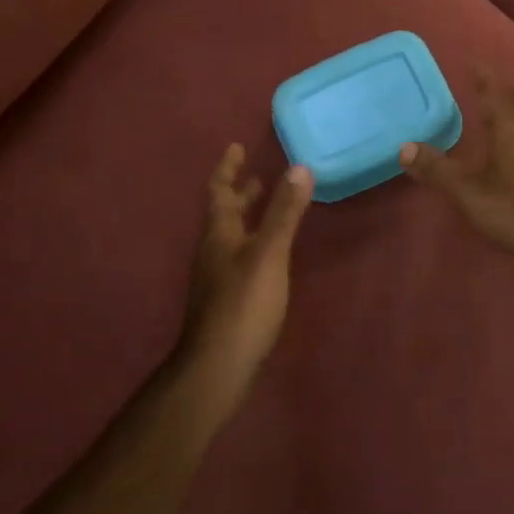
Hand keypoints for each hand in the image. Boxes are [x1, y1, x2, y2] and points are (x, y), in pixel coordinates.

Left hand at [176, 145, 313, 412]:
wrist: (217, 367)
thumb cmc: (243, 304)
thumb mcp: (269, 253)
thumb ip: (284, 212)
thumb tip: (299, 167)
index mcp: (219, 234)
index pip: (219, 190)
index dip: (227, 167)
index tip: (236, 146)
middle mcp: (213, 250)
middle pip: (224, 213)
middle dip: (240, 192)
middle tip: (257, 175)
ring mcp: (217, 277)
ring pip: (232, 236)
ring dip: (247, 218)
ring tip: (267, 208)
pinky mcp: (227, 300)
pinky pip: (239, 257)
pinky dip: (253, 242)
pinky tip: (270, 254)